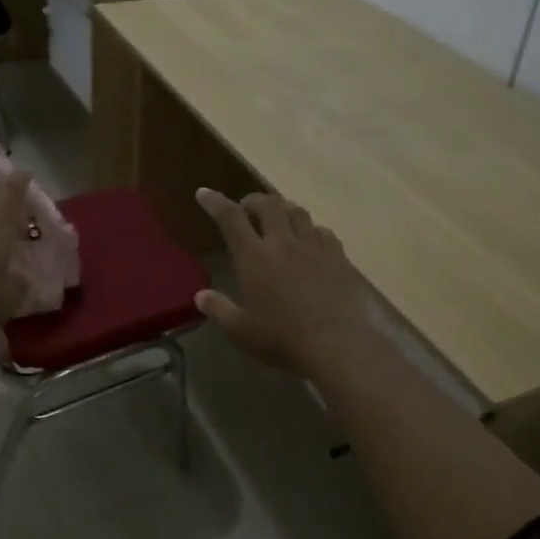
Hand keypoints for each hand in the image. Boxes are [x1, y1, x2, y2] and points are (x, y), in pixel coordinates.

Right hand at [194, 187, 376, 376]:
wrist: (339, 345)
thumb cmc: (283, 339)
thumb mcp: (241, 331)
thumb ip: (219, 309)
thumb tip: (200, 295)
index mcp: (255, 257)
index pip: (230, 218)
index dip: (215, 202)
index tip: (204, 193)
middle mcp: (284, 242)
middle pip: (268, 205)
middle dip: (253, 200)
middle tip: (246, 207)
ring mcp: (315, 247)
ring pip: (298, 212)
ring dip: (283, 208)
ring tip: (278, 215)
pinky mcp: (339, 258)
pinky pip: (323, 232)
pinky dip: (311, 229)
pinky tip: (311, 239)